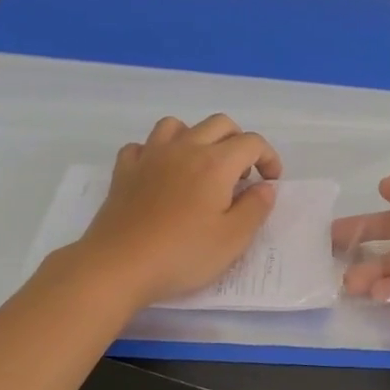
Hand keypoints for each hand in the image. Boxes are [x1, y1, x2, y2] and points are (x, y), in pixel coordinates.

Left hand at [71, 115, 281, 309]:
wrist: (118, 266)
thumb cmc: (182, 255)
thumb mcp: (233, 239)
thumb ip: (255, 208)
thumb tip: (265, 186)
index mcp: (215, 163)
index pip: (252, 143)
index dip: (269, 158)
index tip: (270, 182)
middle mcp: (184, 149)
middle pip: (219, 124)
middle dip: (238, 142)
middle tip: (241, 176)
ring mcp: (150, 156)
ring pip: (177, 125)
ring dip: (196, 138)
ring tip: (201, 166)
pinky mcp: (124, 171)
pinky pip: (142, 145)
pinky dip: (157, 152)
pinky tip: (161, 173)